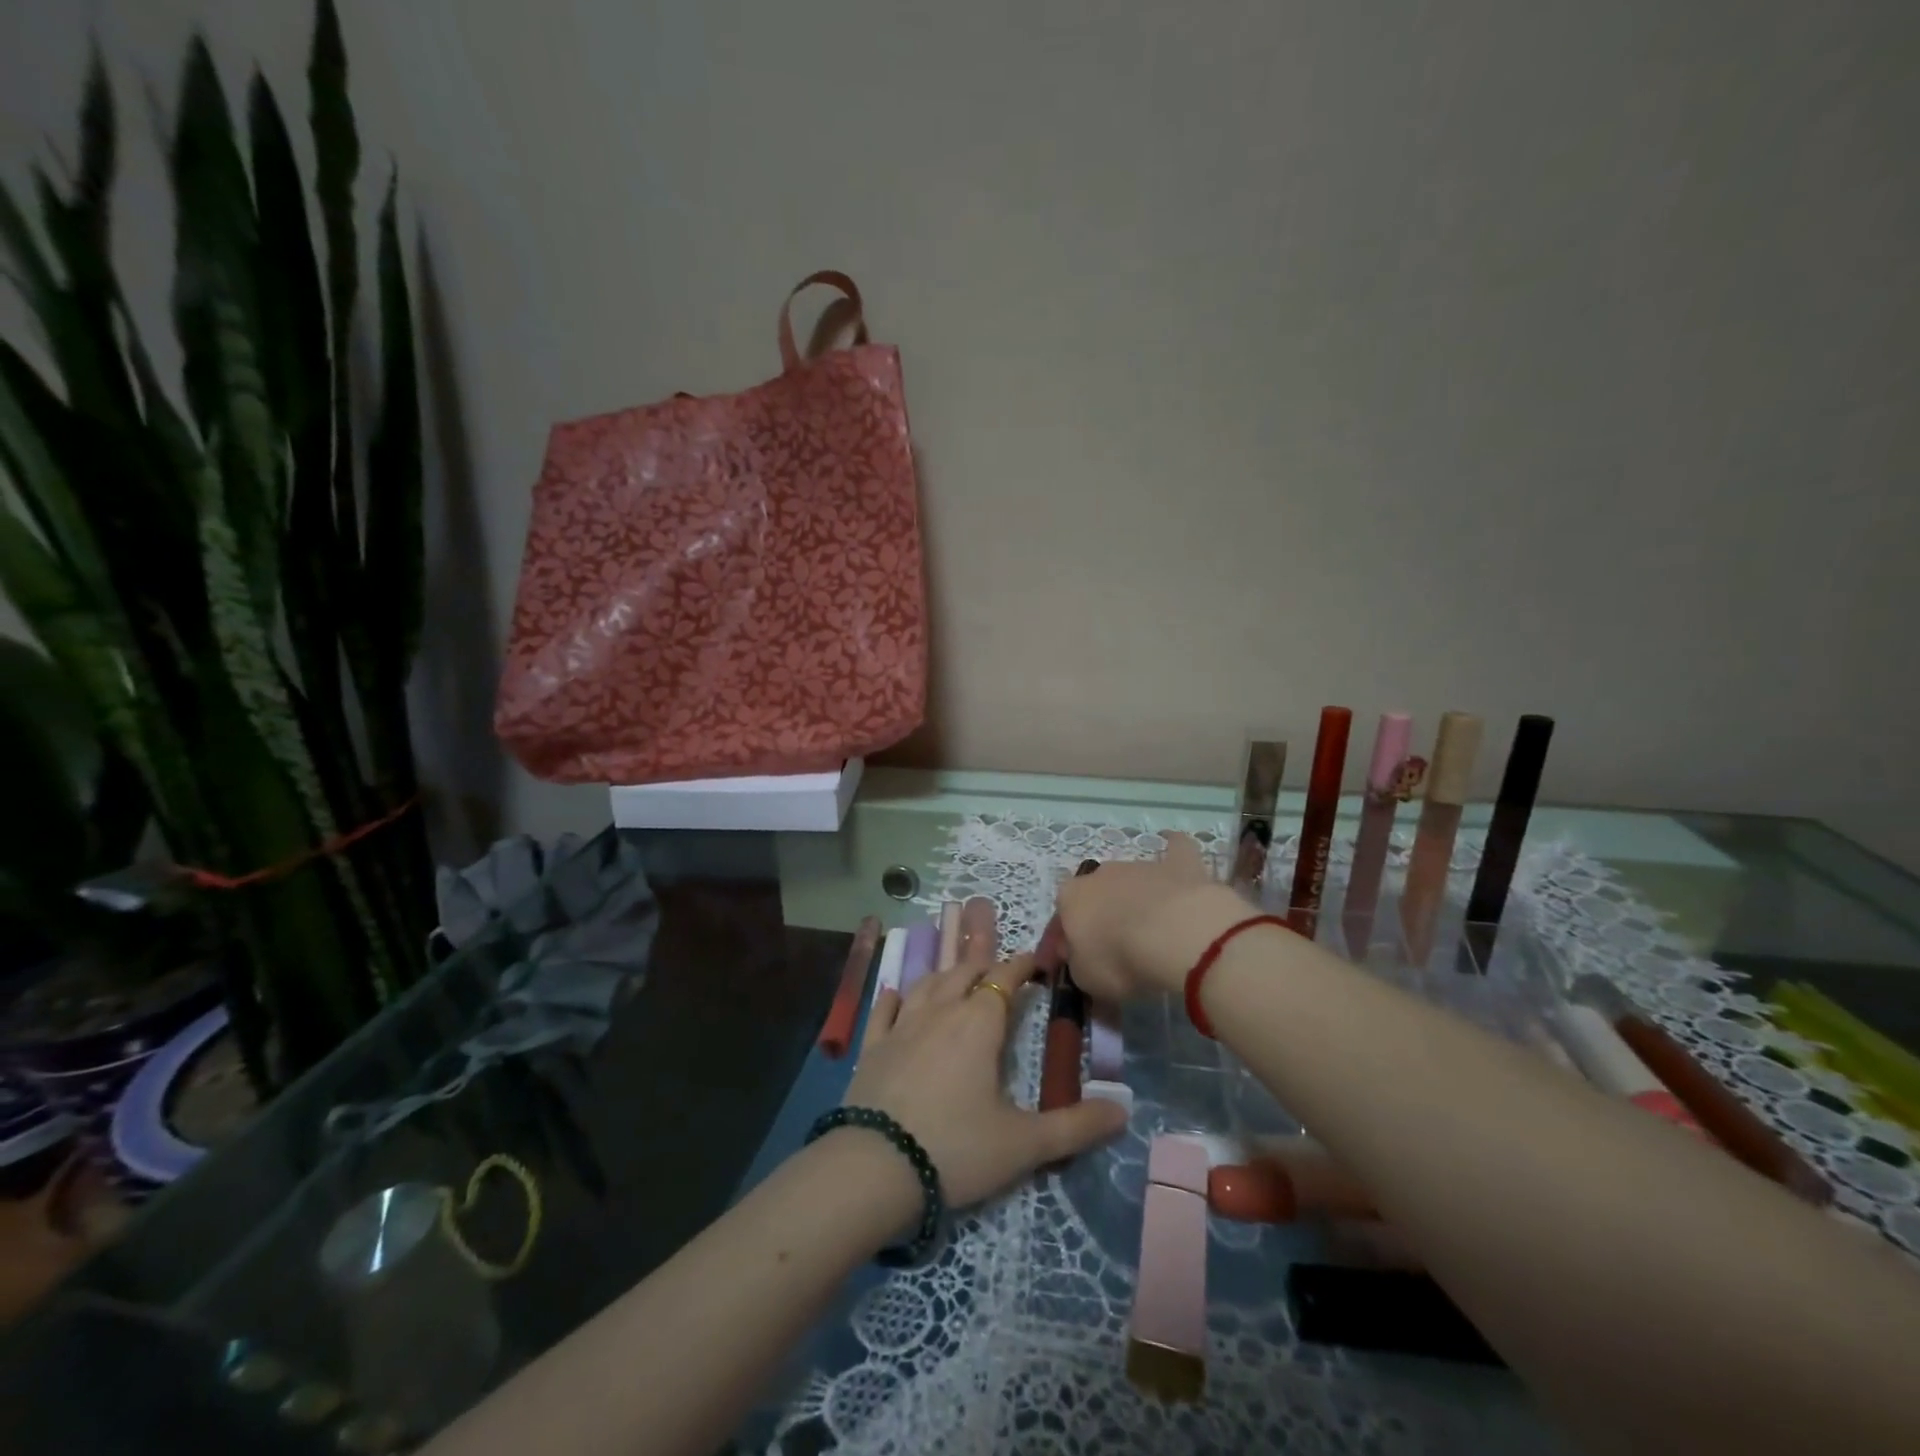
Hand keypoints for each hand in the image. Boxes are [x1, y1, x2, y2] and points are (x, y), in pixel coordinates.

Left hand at [843, 953, 1126, 1208]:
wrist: (874, 1168)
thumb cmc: (956, 1148)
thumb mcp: (1024, 1144)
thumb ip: (1076, 1126)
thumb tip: (1124, 1111)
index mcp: (979, 1023)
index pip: (1004, 978)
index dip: (1022, 965)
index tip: (1036, 961)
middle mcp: (940, 1011)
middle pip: (964, 972)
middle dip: (985, 964)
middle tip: (999, 967)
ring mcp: (902, 1026)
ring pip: (927, 984)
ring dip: (946, 974)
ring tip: (956, 973)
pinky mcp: (873, 1047)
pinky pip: (885, 1009)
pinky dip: (895, 996)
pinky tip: (896, 993)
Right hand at [1055, 833, 1250, 1000]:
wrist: (1175, 935)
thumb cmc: (1120, 959)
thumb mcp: (1085, 979)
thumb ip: (1078, 965)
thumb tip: (1082, 958)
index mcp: (1070, 898)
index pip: (1059, 923)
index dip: (1062, 947)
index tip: (1069, 968)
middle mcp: (1100, 874)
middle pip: (1094, 896)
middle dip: (1098, 917)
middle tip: (1111, 949)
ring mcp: (1140, 866)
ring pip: (1129, 880)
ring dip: (1133, 898)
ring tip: (1149, 928)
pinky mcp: (1178, 864)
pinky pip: (1175, 849)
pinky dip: (1174, 848)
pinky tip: (1174, 848)